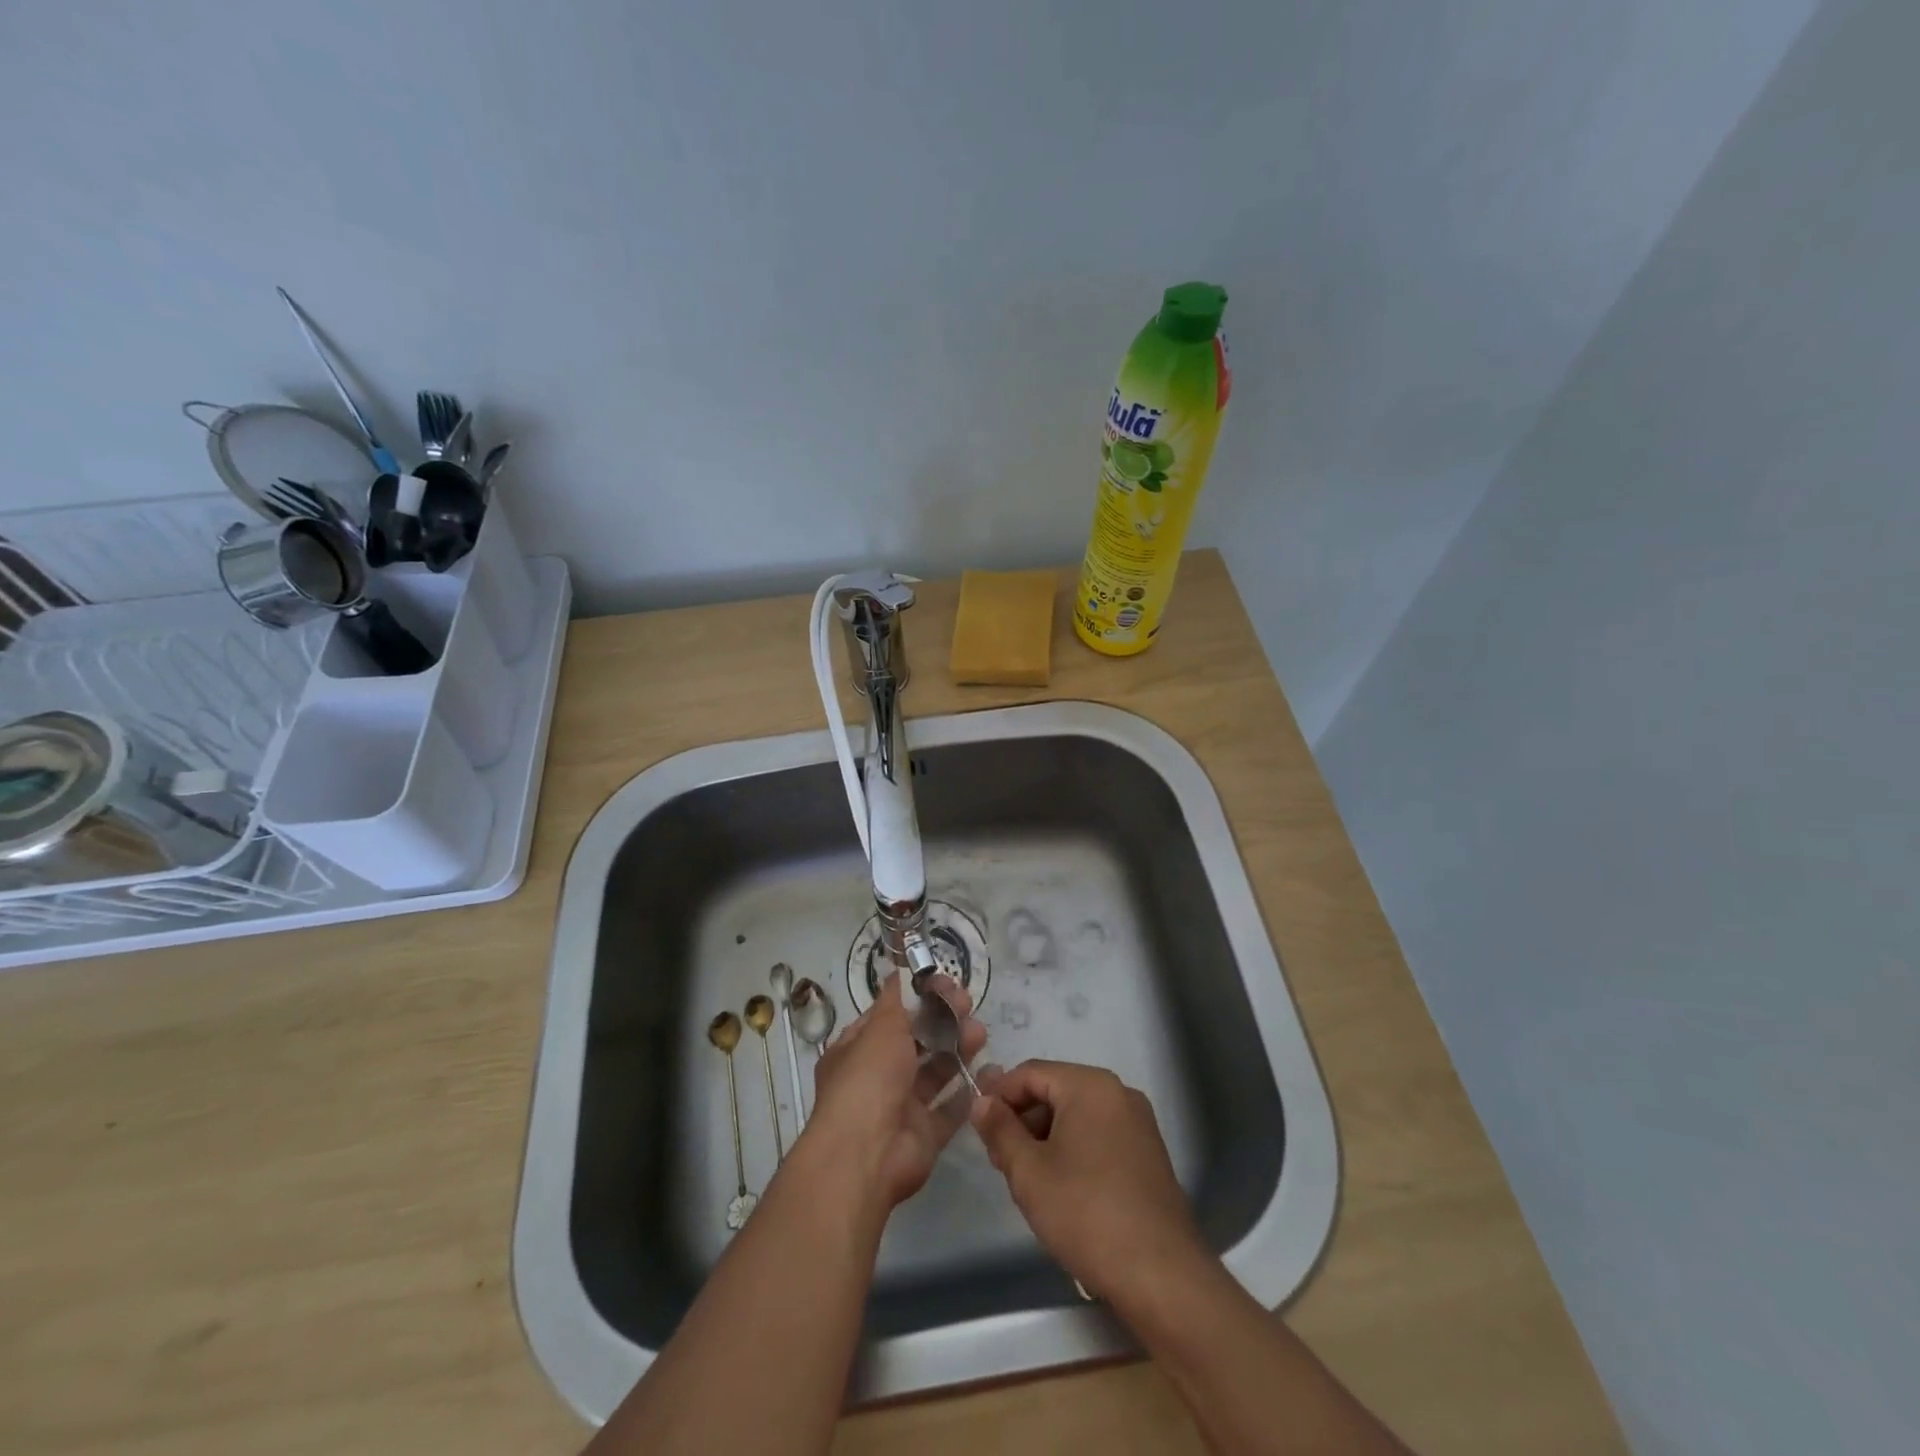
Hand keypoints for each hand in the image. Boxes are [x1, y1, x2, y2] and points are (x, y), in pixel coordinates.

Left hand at [794, 972, 986, 1214]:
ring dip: (958, 1049)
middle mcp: (877, 1077)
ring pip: (935, 1072)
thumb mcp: (880, 1028)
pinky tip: (990, 1070)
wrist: (867, 1155)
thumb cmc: (868, 1079)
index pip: (888, 1017)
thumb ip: (894, 1001)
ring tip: (980, 1032)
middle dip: (942, 1021)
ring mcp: (901, 1107)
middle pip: (915, 1043)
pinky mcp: (925, 1134)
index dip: (914, 999)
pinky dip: (968, 1090)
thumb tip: (896, 973)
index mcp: (857, 1050)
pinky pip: (950, 1109)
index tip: (942, 984)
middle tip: (967, 1003)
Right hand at [969, 1060, 1208, 1303]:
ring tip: (1024, 1176)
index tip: (977, 1124)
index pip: (1031, 1073)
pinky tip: (1059, 1186)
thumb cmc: (1086, 1214)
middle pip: (1055, 1090)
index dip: (998, 1094)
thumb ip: (1000, 1130)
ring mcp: (1138, 1123)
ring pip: (1077, 1115)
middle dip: (1022, 1119)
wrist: (1161, 1275)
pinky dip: (1073, 1148)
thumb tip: (981, 1101)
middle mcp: (1118, 1093)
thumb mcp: (1029, 1172)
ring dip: (1045, 1136)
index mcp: (1090, 1085)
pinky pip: (1099, 1134)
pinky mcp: (1148, 1153)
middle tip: (998, 1157)